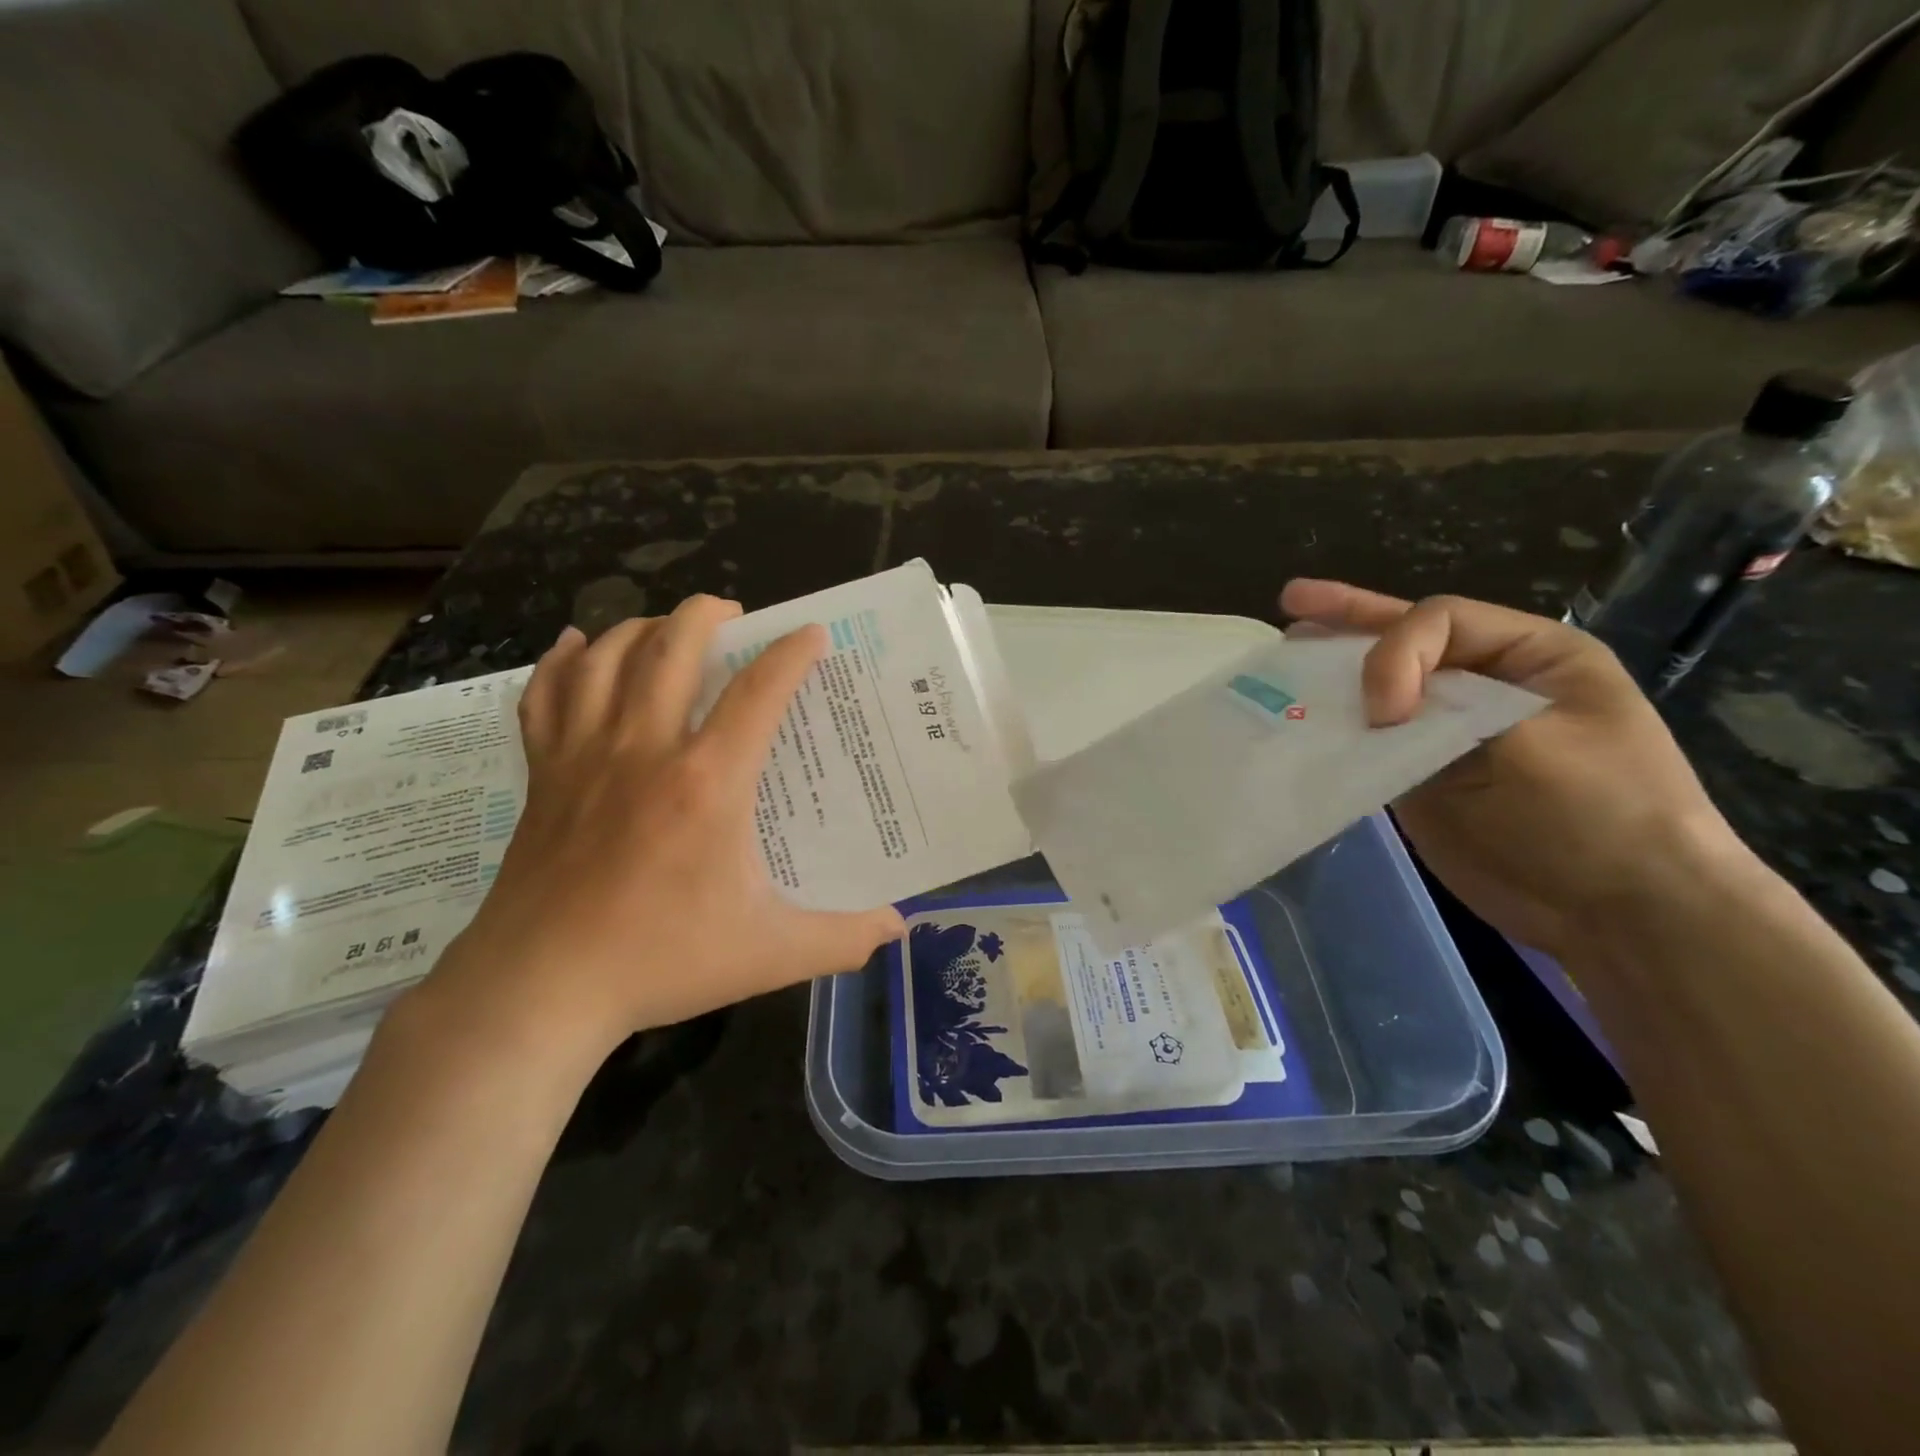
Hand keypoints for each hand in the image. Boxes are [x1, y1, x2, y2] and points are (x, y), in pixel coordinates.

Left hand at [422, 595, 904, 1059]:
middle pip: (672, 648)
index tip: (811, 634)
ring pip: (608, 658)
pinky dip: (563, 661)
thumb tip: (898, 926)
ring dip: (642, 627)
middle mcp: (644, 749)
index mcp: (707, 782)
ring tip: (668, 626)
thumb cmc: (660, 961)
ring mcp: (584, 757)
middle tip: (734, 612)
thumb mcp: (769, 955)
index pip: (758, 692)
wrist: (538, 989)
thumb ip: (842, 939)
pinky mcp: (543, 775)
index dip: (790, 654)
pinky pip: (545, 695)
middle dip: (706, 614)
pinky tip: (579, 646)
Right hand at [1280, 580, 1744, 960]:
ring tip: (1286, 649)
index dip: (1395, 653)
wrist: (1619, 914)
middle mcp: (1486, 684)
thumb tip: (1372, 711)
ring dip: (1333, 671)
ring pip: (1380, 689)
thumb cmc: (1599, 815)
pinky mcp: (1422, 776)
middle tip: (1293, 600)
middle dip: (1348, 618)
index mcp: (1531, 657)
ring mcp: (1450, 733)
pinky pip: (1370, 742)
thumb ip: (1446, 708)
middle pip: (1406, 639)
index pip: (1439, 622)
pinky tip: (1298, 716)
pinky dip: (1334, 729)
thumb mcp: (1533, 743)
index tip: (1387, 713)